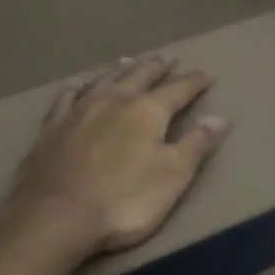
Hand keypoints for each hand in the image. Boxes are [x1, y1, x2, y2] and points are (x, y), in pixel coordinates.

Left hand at [6, 54, 231, 254]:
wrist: (56, 216)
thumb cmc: (124, 200)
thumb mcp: (172, 176)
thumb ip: (196, 145)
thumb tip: (222, 118)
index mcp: (147, 111)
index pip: (178, 90)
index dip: (194, 82)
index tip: (206, 74)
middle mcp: (114, 100)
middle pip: (140, 76)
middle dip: (156, 68)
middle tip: (166, 58)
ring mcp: (79, 111)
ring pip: (104, 80)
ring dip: (120, 70)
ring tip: (128, 61)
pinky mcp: (52, 127)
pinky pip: (68, 97)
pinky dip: (79, 88)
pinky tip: (78, 86)